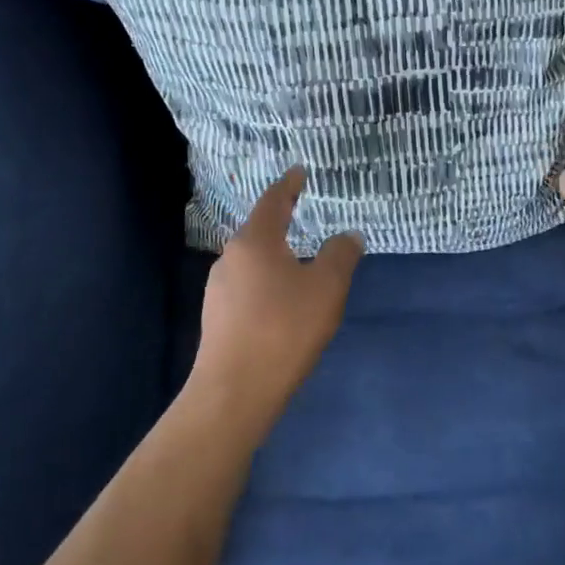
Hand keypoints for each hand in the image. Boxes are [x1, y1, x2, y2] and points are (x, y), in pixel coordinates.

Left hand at [193, 167, 364, 418]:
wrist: (234, 392)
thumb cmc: (284, 329)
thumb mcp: (326, 288)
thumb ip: (340, 255)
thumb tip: (348, 235)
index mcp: (254, 241)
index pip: (273, 201)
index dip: (289, 185)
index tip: (299, 171)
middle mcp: (230, 258)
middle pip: (259, 230)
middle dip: (282, 222)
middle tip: (304, 214)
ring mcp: (218, 289)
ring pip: (253, 261)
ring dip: (275, 256)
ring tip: (299, 261)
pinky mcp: (216, 318)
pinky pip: (247, 286)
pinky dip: (267, 282)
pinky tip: (282, 301)